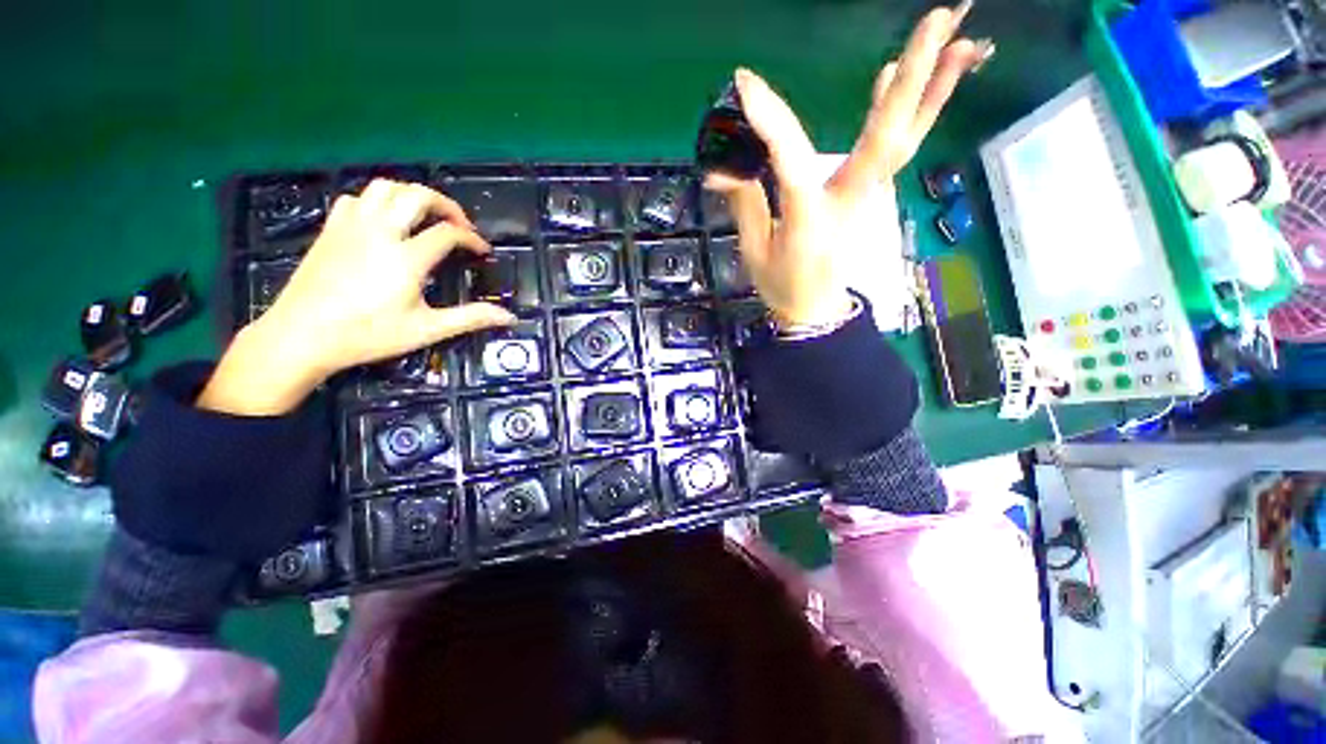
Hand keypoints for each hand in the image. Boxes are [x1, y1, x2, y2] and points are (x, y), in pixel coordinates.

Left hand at [200, 179, 515, 414]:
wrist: (301, 336)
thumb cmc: (368, 335)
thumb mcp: (427, 330)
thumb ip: (470, 318)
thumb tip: (509, 317)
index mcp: (406, 257)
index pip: (448, 233)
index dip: (471, 238)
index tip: (483, 251)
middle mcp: (381, 232)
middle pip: (418, 196)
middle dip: (446, 205)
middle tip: (460, 225)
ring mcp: (352, 226)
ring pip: (386, 188)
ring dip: (412, 196)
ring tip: (426, 217)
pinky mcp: (331, 229)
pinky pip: (358, 199)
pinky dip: (378, 201)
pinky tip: (385, 221)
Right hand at [706, 2, 991, 327]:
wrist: (815, 309)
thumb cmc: (782, 285)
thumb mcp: (755, 251)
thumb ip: (744, 203)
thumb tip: (718, 168)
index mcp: (810, 218)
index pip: (791, 159)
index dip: (769, 120)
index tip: (744, 84)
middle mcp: (850, 200)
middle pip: (887, 138)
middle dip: (914, 79)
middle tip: (937, 19)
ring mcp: (867, 196)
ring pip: (904, 139)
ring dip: (934, 89)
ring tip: (961, 36)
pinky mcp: (868, 195)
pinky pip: (893, 149)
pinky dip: (905, 111)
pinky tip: (895, 75)